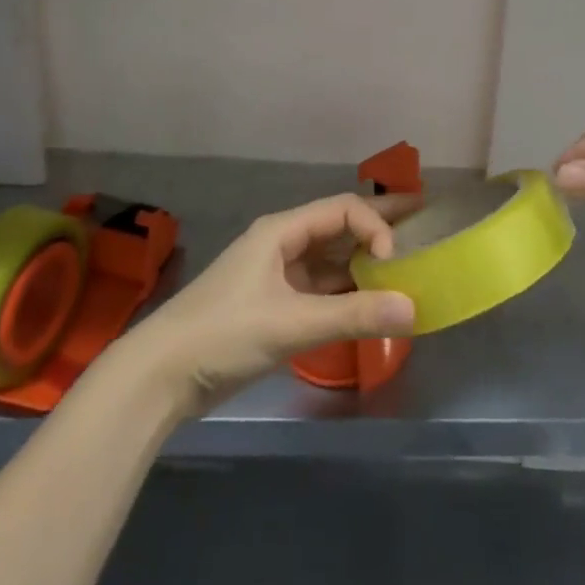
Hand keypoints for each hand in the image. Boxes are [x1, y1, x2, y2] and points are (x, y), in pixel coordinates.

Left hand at [122, 193, 418, 413]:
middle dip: (378, 222)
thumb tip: (413, 308)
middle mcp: (282, 244)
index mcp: (282, 231)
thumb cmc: (225, 333)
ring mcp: (276, 275)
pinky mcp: (273, 305)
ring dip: (363, 260)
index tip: (393, 259)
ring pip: (329, 258)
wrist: (162, 374)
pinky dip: (345, 291)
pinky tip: (369, 301)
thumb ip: (353, 316)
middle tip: (423, 217)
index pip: (342, 210)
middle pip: (338, 225)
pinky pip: (319, 288)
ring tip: (404, 262)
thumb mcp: (291, 323)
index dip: (375, 225)